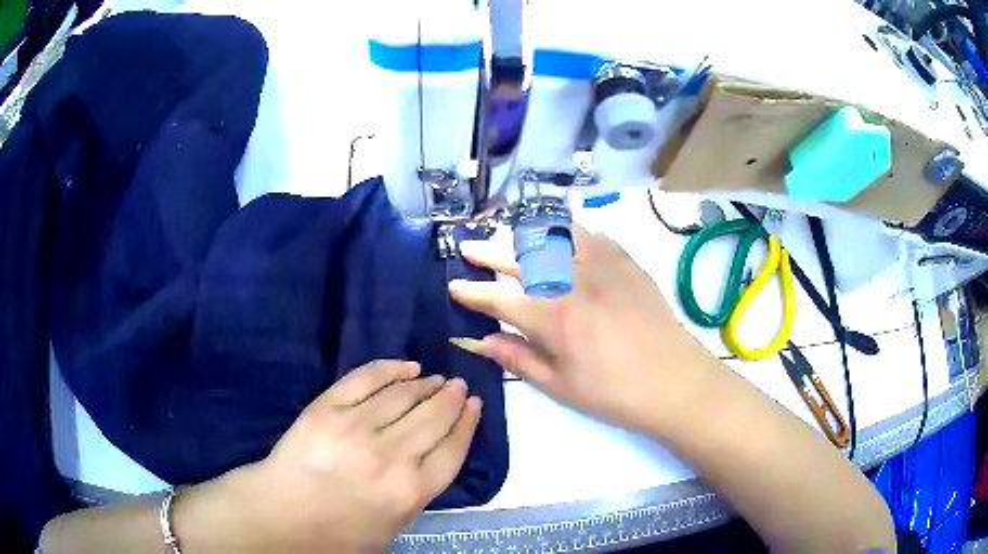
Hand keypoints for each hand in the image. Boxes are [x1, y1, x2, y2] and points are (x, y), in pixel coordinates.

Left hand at [174, 360, 481, 552]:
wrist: (282, 514)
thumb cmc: (339, 533)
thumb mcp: (393, 528)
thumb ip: (419, 494)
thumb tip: (435, 456)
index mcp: (410, 492)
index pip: (452, 449)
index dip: (467, 423)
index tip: (474, 405)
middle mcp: (391, 457)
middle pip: (433, 418)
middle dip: (451, 399)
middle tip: (458, 386)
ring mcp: (357, 427)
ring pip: (404, 396)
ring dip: (426, 384)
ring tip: (436, 378)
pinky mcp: (328, 408)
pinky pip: (367, 379)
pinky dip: (390, 369)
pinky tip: (406, 366)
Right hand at [449, 227, 719, 435]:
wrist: (674, 380)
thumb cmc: (614, 392)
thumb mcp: (559, 385)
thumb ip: (517, 358)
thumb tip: (481, 341)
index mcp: (552, 317)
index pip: (498, 297)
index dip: (471, 291)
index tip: (454, 284)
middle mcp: (571, 280)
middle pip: (518, 257)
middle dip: (487, 251)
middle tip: (468, 247)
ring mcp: (599, 264)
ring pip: (551, 235)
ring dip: (523, 234)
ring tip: (508, 237)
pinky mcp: (623, 259)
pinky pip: (587, 233)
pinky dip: (564, 231)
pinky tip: (557, 238)